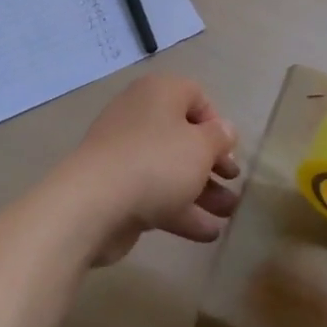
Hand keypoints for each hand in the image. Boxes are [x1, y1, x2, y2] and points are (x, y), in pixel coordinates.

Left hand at [55, 74, 241, 265]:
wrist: (93, 203)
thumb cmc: (156, 162)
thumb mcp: (201, 147)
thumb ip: (219, 137)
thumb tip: (225, 130)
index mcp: (159, 93)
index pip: (195, 96)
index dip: (216, 123)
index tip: (228, 150)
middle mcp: (140, 115)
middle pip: (184, 136)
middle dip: (212, 163)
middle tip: (233, 182)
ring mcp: (125, 153)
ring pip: (171, 168)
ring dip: (202, 191)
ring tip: (228, 214)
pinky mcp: (116, 187)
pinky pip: (155, 193)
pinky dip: (180, 210)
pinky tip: (208, 233)